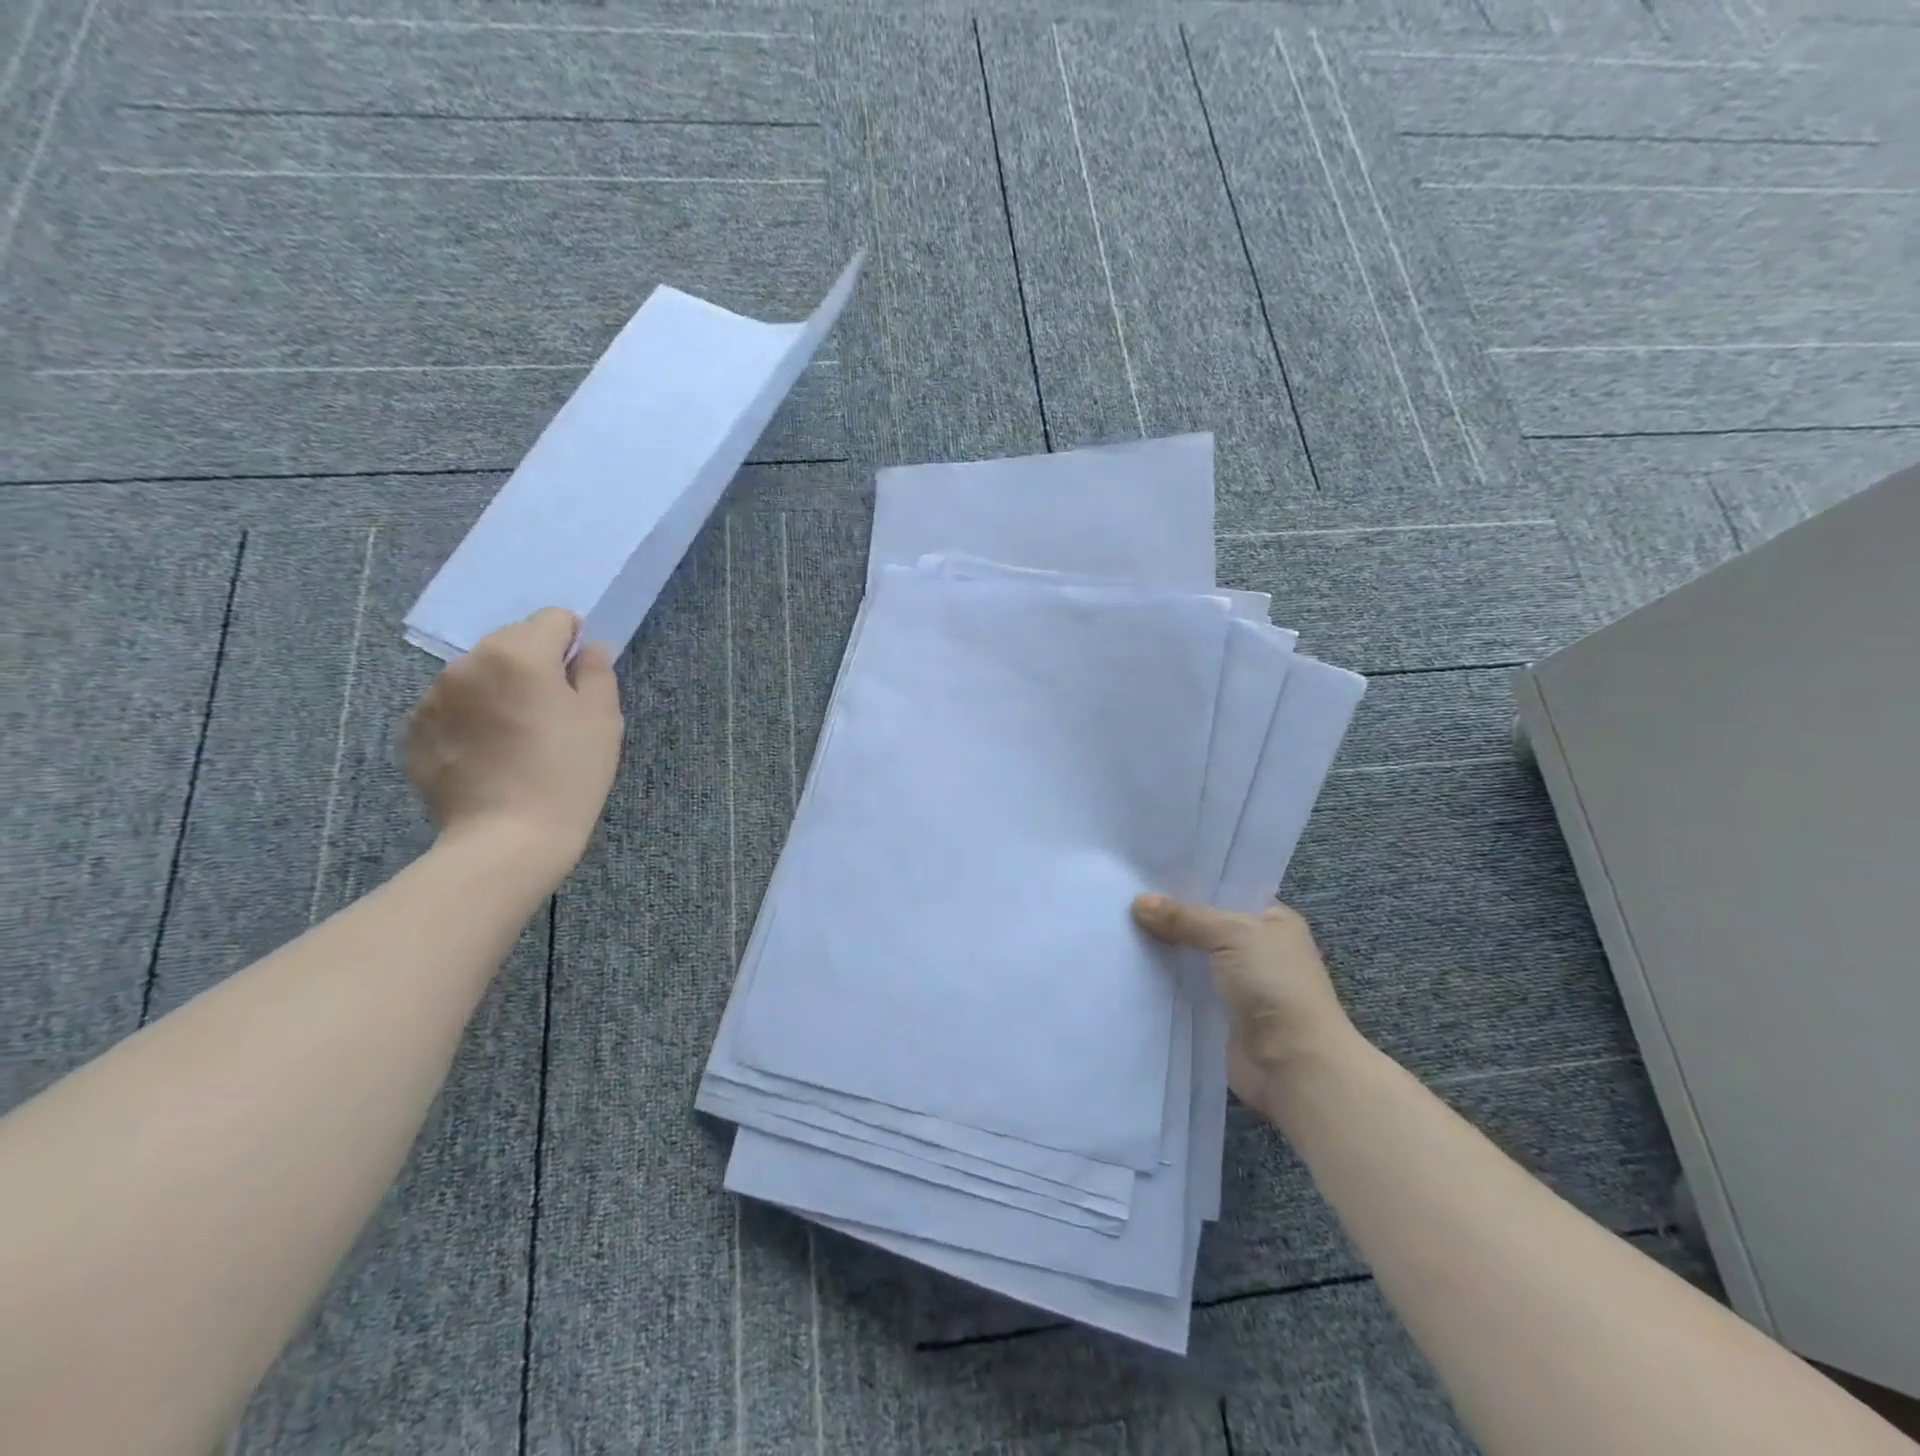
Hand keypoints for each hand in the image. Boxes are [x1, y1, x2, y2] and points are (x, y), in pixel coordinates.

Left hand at [405, 609, 623, 886]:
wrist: (507, 838)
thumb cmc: (568, 774)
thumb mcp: (603, 720)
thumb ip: (597, 672)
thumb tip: (587, 649)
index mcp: (518, 654)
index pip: (553, 619)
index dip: (573, 640)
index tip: (580, 675)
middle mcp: (468, 663)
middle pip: (512, 642)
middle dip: (534, 664)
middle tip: (552, 711)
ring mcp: (433, 697)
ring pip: (478, 675)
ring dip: (500, 690)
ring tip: (518, 737)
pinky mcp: (414, 731)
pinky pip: (452, 707)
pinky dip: (472, 718)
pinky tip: (490, 755)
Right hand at [1132, 894, 1361, 1116]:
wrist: (1294, 1064)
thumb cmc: (1275, 985)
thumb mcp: (1231, 934)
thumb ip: (1184, 917)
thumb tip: (1138, 902)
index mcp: (1273, 920)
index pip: (1226, 891)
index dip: (1190, 883)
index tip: (1148, 874)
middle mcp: (1258, 949)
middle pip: (1205, 925)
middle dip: (1170, 916)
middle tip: (1123, 898)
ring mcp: (1239, 984)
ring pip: (1192, 957)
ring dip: (1164, 950)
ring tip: (1118, 927)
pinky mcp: (1220, 1015)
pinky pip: (1185, 989)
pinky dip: (1164, 981)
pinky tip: (1131, 967)